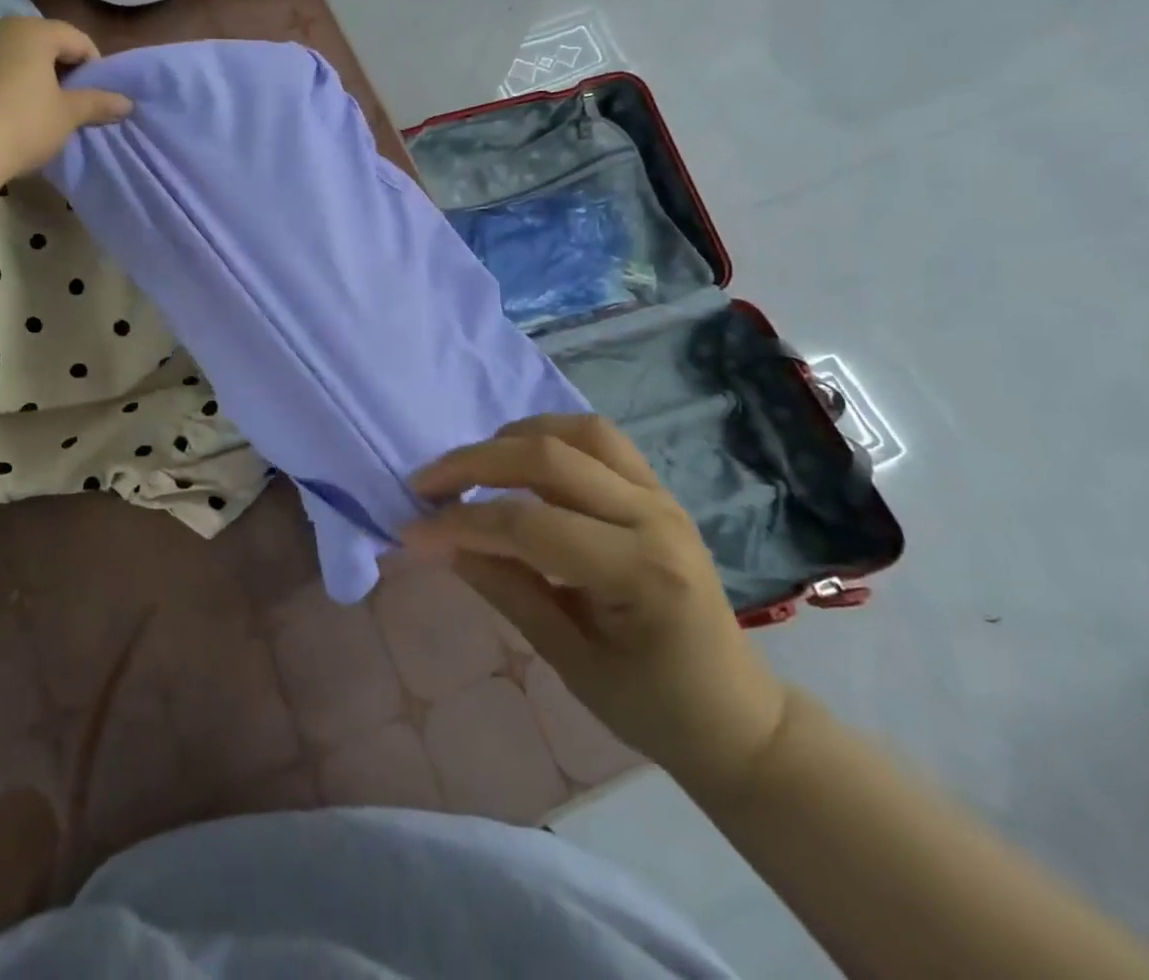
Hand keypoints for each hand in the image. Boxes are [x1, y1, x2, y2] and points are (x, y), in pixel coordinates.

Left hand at [0, 18, 131, 179]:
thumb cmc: (24, 122)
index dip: (95, 68)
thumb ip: (97, 103)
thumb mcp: (67, 115)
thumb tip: (127, 103)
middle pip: (46, 44)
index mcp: (35, 31)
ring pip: (18, 57)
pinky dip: (10, 86)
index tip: (97, 98)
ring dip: (36, 79)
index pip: (77, 39)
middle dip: (64, 71)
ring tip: (42, 112)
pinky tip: (12, 115)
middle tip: (72, 105)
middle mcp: (3, 29)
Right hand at [406, 413, 787, 796]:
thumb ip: (504, 589)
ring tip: (472, 468)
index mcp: (639, 572)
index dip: (461, 523)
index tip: (411, 532)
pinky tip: (519, 458)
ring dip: (512, 439)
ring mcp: (660, 495)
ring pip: (575, 431)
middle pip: (547, 458)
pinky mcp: (657, 489)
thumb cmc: (652, 706)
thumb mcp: (568, 660)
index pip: (529, 525)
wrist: (737, 717)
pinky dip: (548, 435)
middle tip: (425, 486)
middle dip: (473, 464)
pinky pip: (598, 438)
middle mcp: (653, 517)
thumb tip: (442, 542)